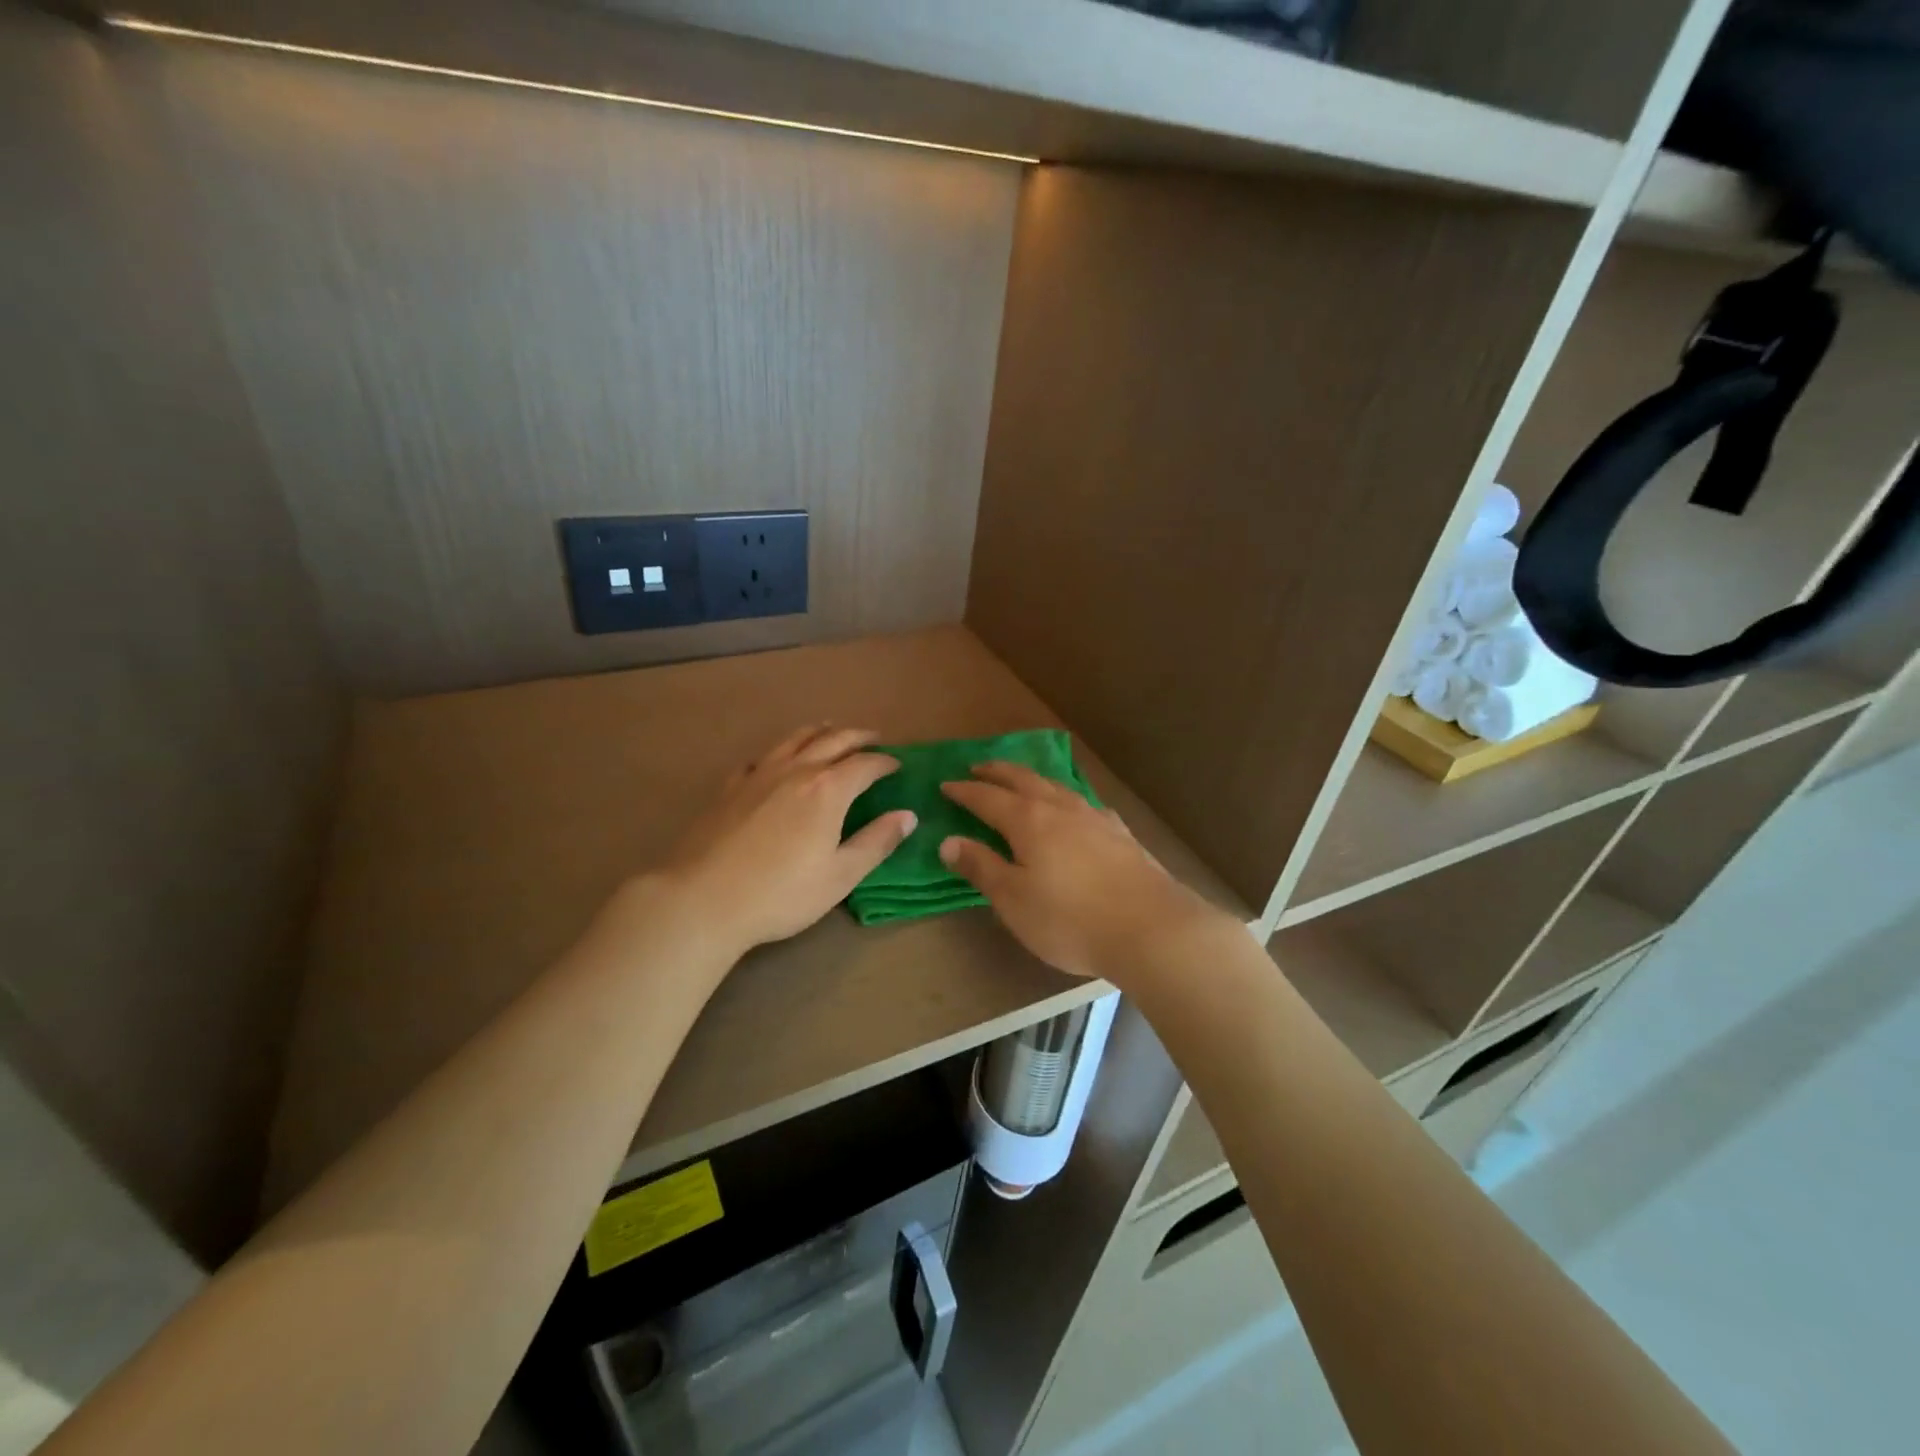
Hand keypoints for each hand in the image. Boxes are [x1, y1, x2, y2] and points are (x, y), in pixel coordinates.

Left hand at [659, 724, 914, 952]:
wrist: (703, 899)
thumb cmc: (781, 894)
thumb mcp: (840, 876)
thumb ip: (876, 842)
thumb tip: (907, 816)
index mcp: (828, 790)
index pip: (865, 764)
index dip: (885, 762)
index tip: (897, 765)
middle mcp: (796, 770)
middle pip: (833, 740)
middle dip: (857, 736)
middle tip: (873, 737)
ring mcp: (759, 774)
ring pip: (795, 738)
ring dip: (820, 731)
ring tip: (831, 730)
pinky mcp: (731, 786)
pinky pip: (762, 757)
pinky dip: (781, 751)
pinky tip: (777, 760)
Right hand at [938, 762, 1226, 982]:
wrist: (1150, 928)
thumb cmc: (1070, 919)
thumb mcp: (1013, 900)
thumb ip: (981, 867)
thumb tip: (949, 840)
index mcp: (1029, 821)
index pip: (987, 798)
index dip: (965, 791)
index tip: (946, 785)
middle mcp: (1061, 808)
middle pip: (1023, 780)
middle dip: (997, 772)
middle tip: (978, 767)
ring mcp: (1094, 817)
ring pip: (1056, 787)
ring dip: (1032, 779)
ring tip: (1021, 780)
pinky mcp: (1120, 834)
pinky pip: (1083, 803)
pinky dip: (1066, 799)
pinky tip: (1074, 810)